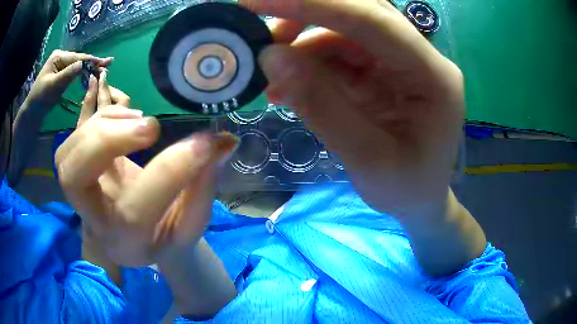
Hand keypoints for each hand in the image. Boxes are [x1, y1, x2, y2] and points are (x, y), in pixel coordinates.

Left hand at [25, 50, 112, 109]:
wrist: (32, 112)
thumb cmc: (40, 98)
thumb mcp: (53, 85)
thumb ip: (68, 74)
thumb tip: (83, 64)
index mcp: (58, 56)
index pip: (77, 57)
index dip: (91, 60)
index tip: (105, 62)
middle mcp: (61, 57)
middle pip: (79, 59)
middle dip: (93, 63)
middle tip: (108, 64)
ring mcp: (61, 66)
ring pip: (78, 65)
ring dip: (89, 68)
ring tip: (102, 69)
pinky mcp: (62, 74)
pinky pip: (75, 72)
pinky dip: (83, 73)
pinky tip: (91, 73)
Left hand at [55, 74, 238, 266]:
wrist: (133, 237)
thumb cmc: (163, 235)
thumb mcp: (190, 224)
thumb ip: (203, 188)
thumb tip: (221, 144)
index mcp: (125, 243)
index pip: (137, 211)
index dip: (170, 171)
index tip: (206, 143)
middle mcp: (93, 219)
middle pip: (73, 179)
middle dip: (106, 141)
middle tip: (151, 128)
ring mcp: (78, 193)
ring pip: (66, 154)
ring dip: (103, 125)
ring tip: (141, 121)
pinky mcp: (78, 167)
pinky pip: (75, 132)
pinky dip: (103, 116)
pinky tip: (130, 118)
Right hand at [242, 0, 464, 216]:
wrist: (420, 200)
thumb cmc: (406, 189)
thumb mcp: (366, 160)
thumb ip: (321, 105)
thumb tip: (270, 57)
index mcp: (432, 76)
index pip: (372, 19)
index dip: (313, 4)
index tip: (255, 2)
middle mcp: (419, 57)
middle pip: (361, 12)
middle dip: (306, 16)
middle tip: (262, 37)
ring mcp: (400, 60)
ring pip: (344, 30)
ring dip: (302, 45)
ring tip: (271, 78)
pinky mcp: (382, 70)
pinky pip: (340, 52)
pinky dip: (308, 63)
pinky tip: (286, 87)